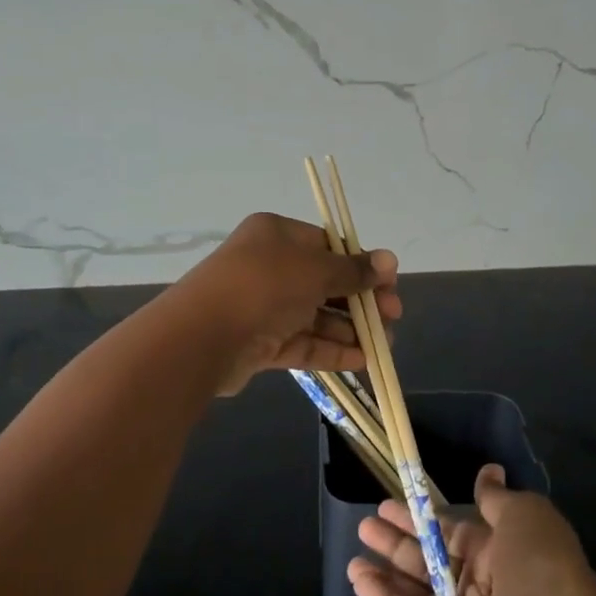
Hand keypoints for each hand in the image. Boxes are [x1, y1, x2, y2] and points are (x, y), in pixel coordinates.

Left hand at [171, 212, 400, 395]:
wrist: (202, 336)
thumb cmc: (263, 286)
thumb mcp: (315, 269)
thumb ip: (353, 269)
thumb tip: (389, 260)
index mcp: (276, 235)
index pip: (327, 245)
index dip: (361, 263)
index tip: (389, 283)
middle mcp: (268, 266)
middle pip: (324, 282)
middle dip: (361, 300)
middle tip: (393, 317)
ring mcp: (262, 306)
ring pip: (315, 315)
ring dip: (350, 329)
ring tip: (384, 346)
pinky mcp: (259, 342)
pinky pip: (302, 342)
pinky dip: (331, 350)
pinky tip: (363, 361)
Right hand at [350, 465, 595, 595]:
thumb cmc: (541, 568)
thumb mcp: (524, 515)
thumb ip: (495, 498)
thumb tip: (488, 471)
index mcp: (499, 552)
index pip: (451, 530)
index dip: (422, 517)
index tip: (390, 503)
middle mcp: (478, 584)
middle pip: (429, 558)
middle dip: (397, 541)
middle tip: (365, 524)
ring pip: (414, 590)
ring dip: (385, 570)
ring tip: (354, 553)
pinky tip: (357, 579)